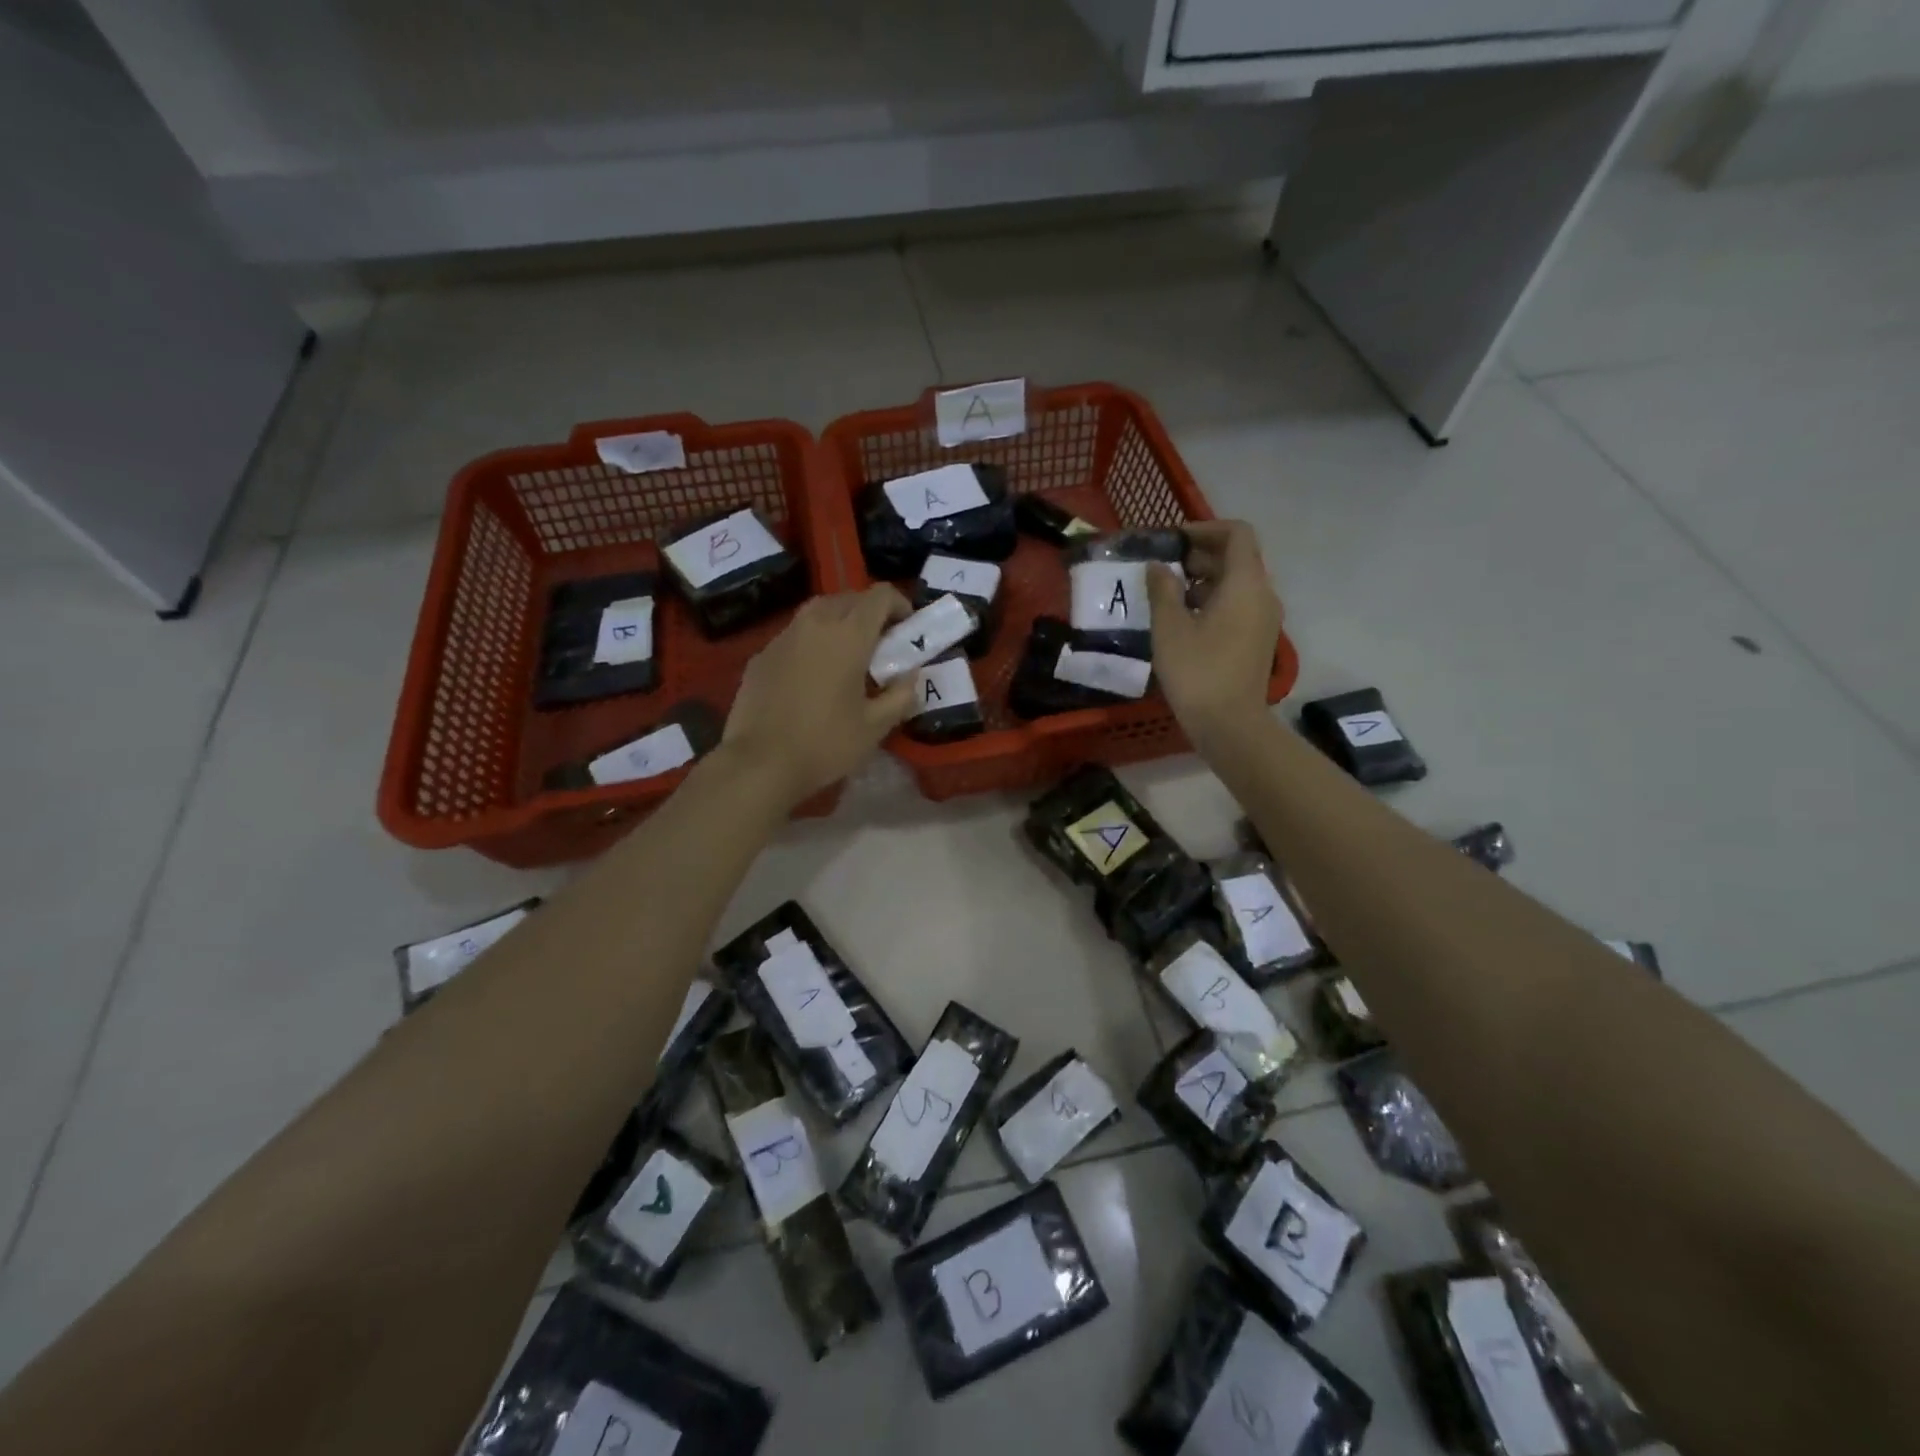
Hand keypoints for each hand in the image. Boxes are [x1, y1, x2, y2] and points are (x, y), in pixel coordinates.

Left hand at [721, 587, 916, 806]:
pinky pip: (794, 635)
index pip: (880, 595)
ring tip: (846, 657)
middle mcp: (815, 624)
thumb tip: (910, 675)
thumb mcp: (876, 726)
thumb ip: (901, 695)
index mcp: (849, 635)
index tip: (906, 630)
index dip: (900, 605)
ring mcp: (783, 637)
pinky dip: (811, 643)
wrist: (759, 763)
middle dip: (869, 613)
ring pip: (817, 612)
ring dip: (839, 623)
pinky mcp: (761, 655)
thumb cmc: (825, 744)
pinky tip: (812, 676)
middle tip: (880, 646)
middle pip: (848, 598)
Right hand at [1147, 520, 1283, 744]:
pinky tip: (1182, 620)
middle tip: (1162, 569)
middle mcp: (1262, 594)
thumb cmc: (1197, 671)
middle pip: (1236, 558)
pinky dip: (1212, 601)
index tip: (1173, 541)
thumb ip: (1163, 589)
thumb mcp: (1169, 627)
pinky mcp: (1257, 640)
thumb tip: (1159, 566)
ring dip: (1203, 580)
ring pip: (1236, 584)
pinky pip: (1237, 606)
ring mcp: (1264, 619)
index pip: (1236, 534)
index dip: (1204, 529)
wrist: (1229, 724)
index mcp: (1245, 583)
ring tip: (1166, 595)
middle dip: (1199, 556)